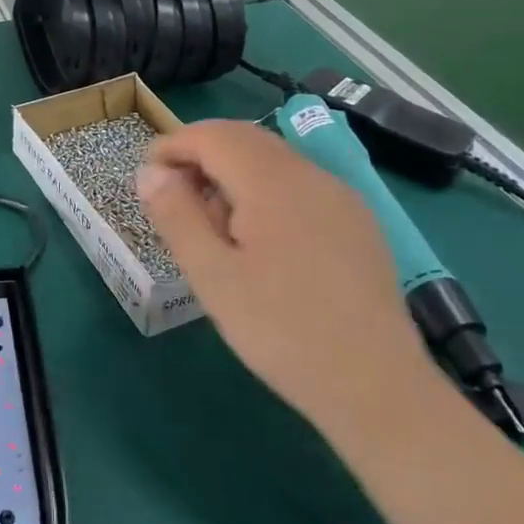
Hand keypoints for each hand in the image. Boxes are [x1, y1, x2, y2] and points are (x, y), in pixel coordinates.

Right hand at [137, 119, 438, 434]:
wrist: (377, 388)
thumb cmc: (282, 331)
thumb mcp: (212, 276)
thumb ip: (177, 215)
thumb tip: (150, 171)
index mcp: (272, 182)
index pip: (212, 136)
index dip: (173, 145)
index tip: (146, 175)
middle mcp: (311, 175)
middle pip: (245, 138)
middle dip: (201, 153)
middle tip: (173, 195)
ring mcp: (341, 196)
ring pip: (274, 159)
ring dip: (233, 171)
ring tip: (212, 222)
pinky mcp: (357, 222)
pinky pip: (300, 184)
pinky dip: (265, 189)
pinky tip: (260, 238)